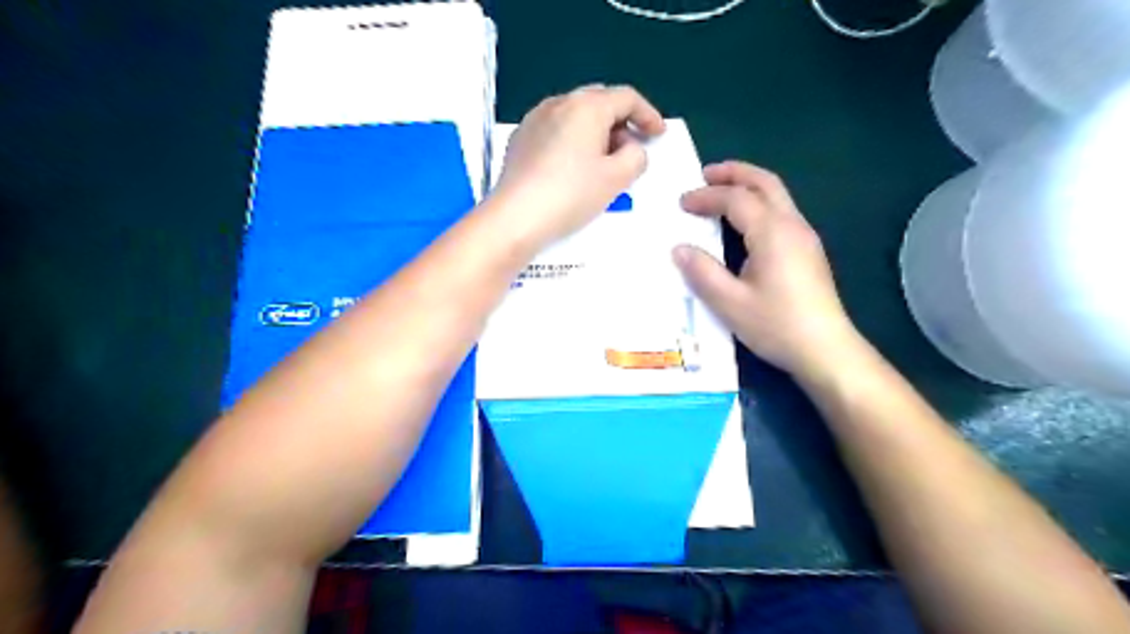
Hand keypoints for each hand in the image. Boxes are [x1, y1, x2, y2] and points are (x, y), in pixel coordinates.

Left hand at [490, 83, 664, 249]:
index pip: (626, 97)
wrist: (516, 217)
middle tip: (631, 148)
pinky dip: (572, 140)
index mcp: (587, 106)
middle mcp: (559, 103)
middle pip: (599, 101)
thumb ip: (636, 156)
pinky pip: (555, 129)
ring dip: (596, 131)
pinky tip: (573, 166)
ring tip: (602, 161)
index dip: (648, 114)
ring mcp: (535, 119)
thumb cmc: (572, 194)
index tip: (657, 134)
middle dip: (621, 122)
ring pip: (575, 115)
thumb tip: (631, 148)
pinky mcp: (521, 138)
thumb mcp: (616, 178)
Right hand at [675, 161, 862, 377]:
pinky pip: (781, 211)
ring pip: (777, 195)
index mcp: (772, 232)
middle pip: (765, 183)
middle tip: (705, 174)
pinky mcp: (809, 251)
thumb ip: (703, 272)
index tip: (681, 203)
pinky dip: (758, 203)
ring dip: (748, 185)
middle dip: (734, 173)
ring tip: (721, 191)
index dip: (706, 197)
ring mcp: (805, 237)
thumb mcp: (730, 303)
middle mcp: (792, 225)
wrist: (825, 349)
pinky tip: (744, 221)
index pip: (736, 199)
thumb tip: (679, 249)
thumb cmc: (776, 325)